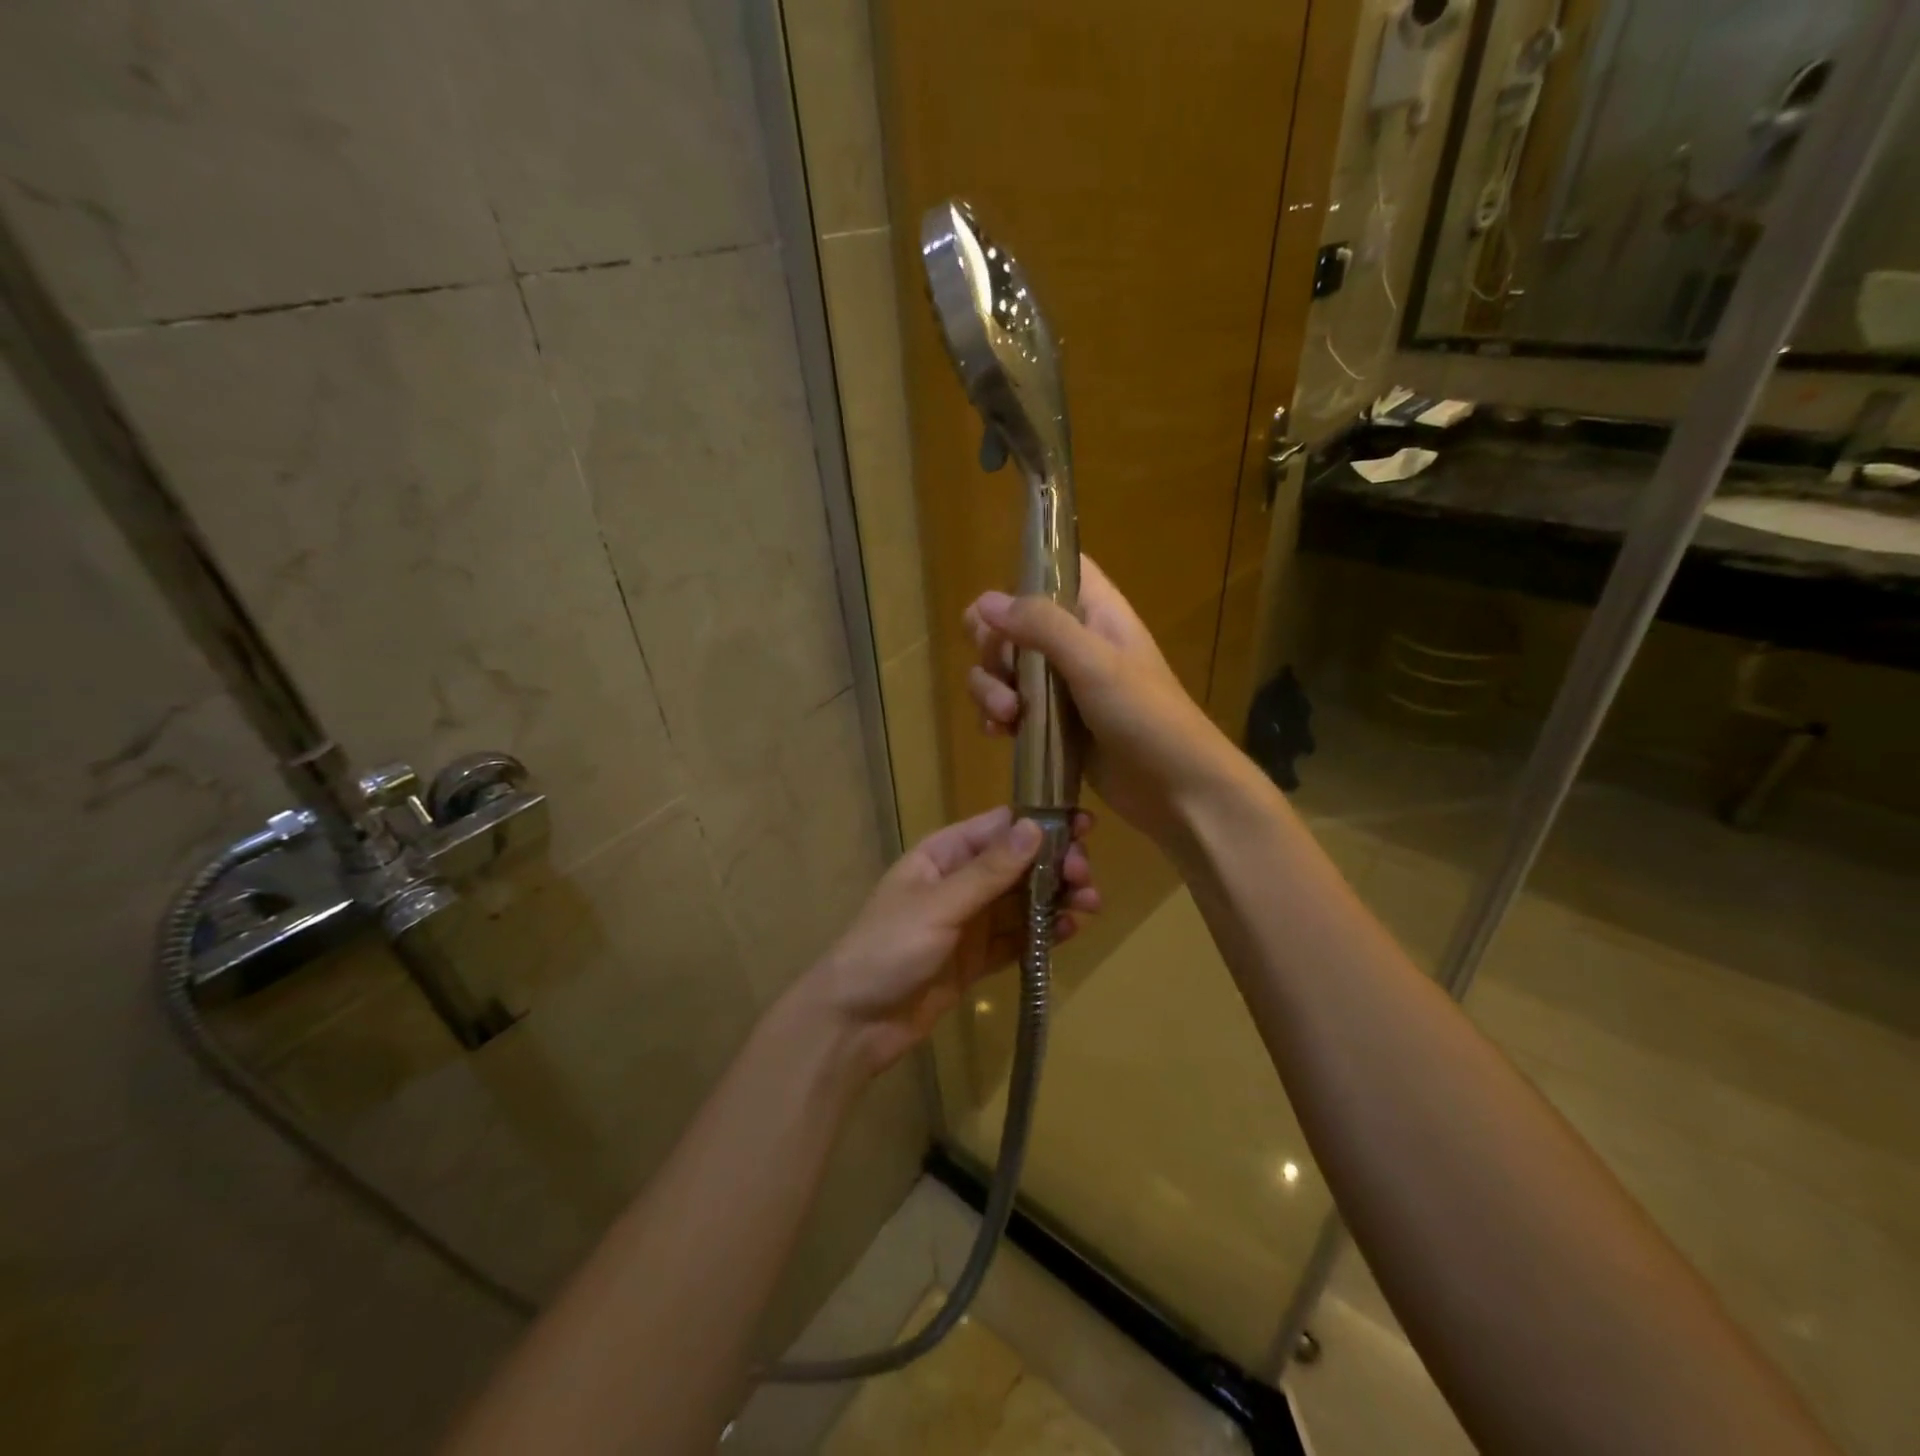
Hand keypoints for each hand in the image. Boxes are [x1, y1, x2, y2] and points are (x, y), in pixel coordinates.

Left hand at [806, 807, 1097, 1076]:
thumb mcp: (939, 905)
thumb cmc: (888, 949)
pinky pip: (1017, 938)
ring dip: (1057, 899)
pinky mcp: (976, 959)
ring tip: (1090, 905)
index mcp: (942, 855)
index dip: (1040, 825)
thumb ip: (989, 871)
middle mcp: (959, 882)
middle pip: (1017, 864)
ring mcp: (969, 922)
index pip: (998, 827)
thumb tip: (1035, 826)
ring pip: (1022, 901)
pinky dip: (1043, 933)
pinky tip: (1070, 931)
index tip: (1083, 829)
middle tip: (1086, 878)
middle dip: (1055, 865)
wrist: (855, 1023)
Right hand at [964, 556, 1241, 845]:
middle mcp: (1074, 642)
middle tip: (1003, 680)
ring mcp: (1061, 686)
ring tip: (1004, 719)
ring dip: (990, 689)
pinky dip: (996, 717)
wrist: (1178, 790)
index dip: (1023, 578)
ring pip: (1004, 668)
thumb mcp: (1095, 665)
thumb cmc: (1146, 718)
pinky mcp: (1052, 725)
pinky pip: (1010, 708)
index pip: (1056, 569)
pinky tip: (999, 735)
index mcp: (1095, 613)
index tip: (995, 609)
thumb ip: (1042, 627)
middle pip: (1012, 623)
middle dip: (993, 650)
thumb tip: (984, 602)